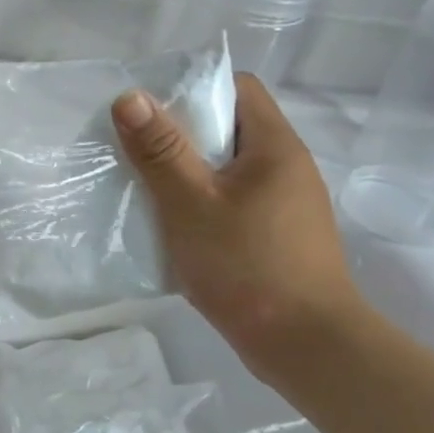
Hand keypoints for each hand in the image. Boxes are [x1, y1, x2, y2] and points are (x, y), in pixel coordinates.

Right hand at [113, 74, 363, 385]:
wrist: (303, 344)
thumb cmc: (246, 265)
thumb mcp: (190, 203)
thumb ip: (160, 150)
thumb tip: (130, 96)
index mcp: (275, 146)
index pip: (238, 88)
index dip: (194, 88)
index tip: (150, 109)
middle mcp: (287, 168)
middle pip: (231, 129)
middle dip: (181, 135)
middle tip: (136, 149)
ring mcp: (285, 206)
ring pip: (229, 170)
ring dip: (189, 174)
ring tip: (146, 188)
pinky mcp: (277, 238)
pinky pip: (233, 203)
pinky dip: (202, 204)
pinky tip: (174, 227)